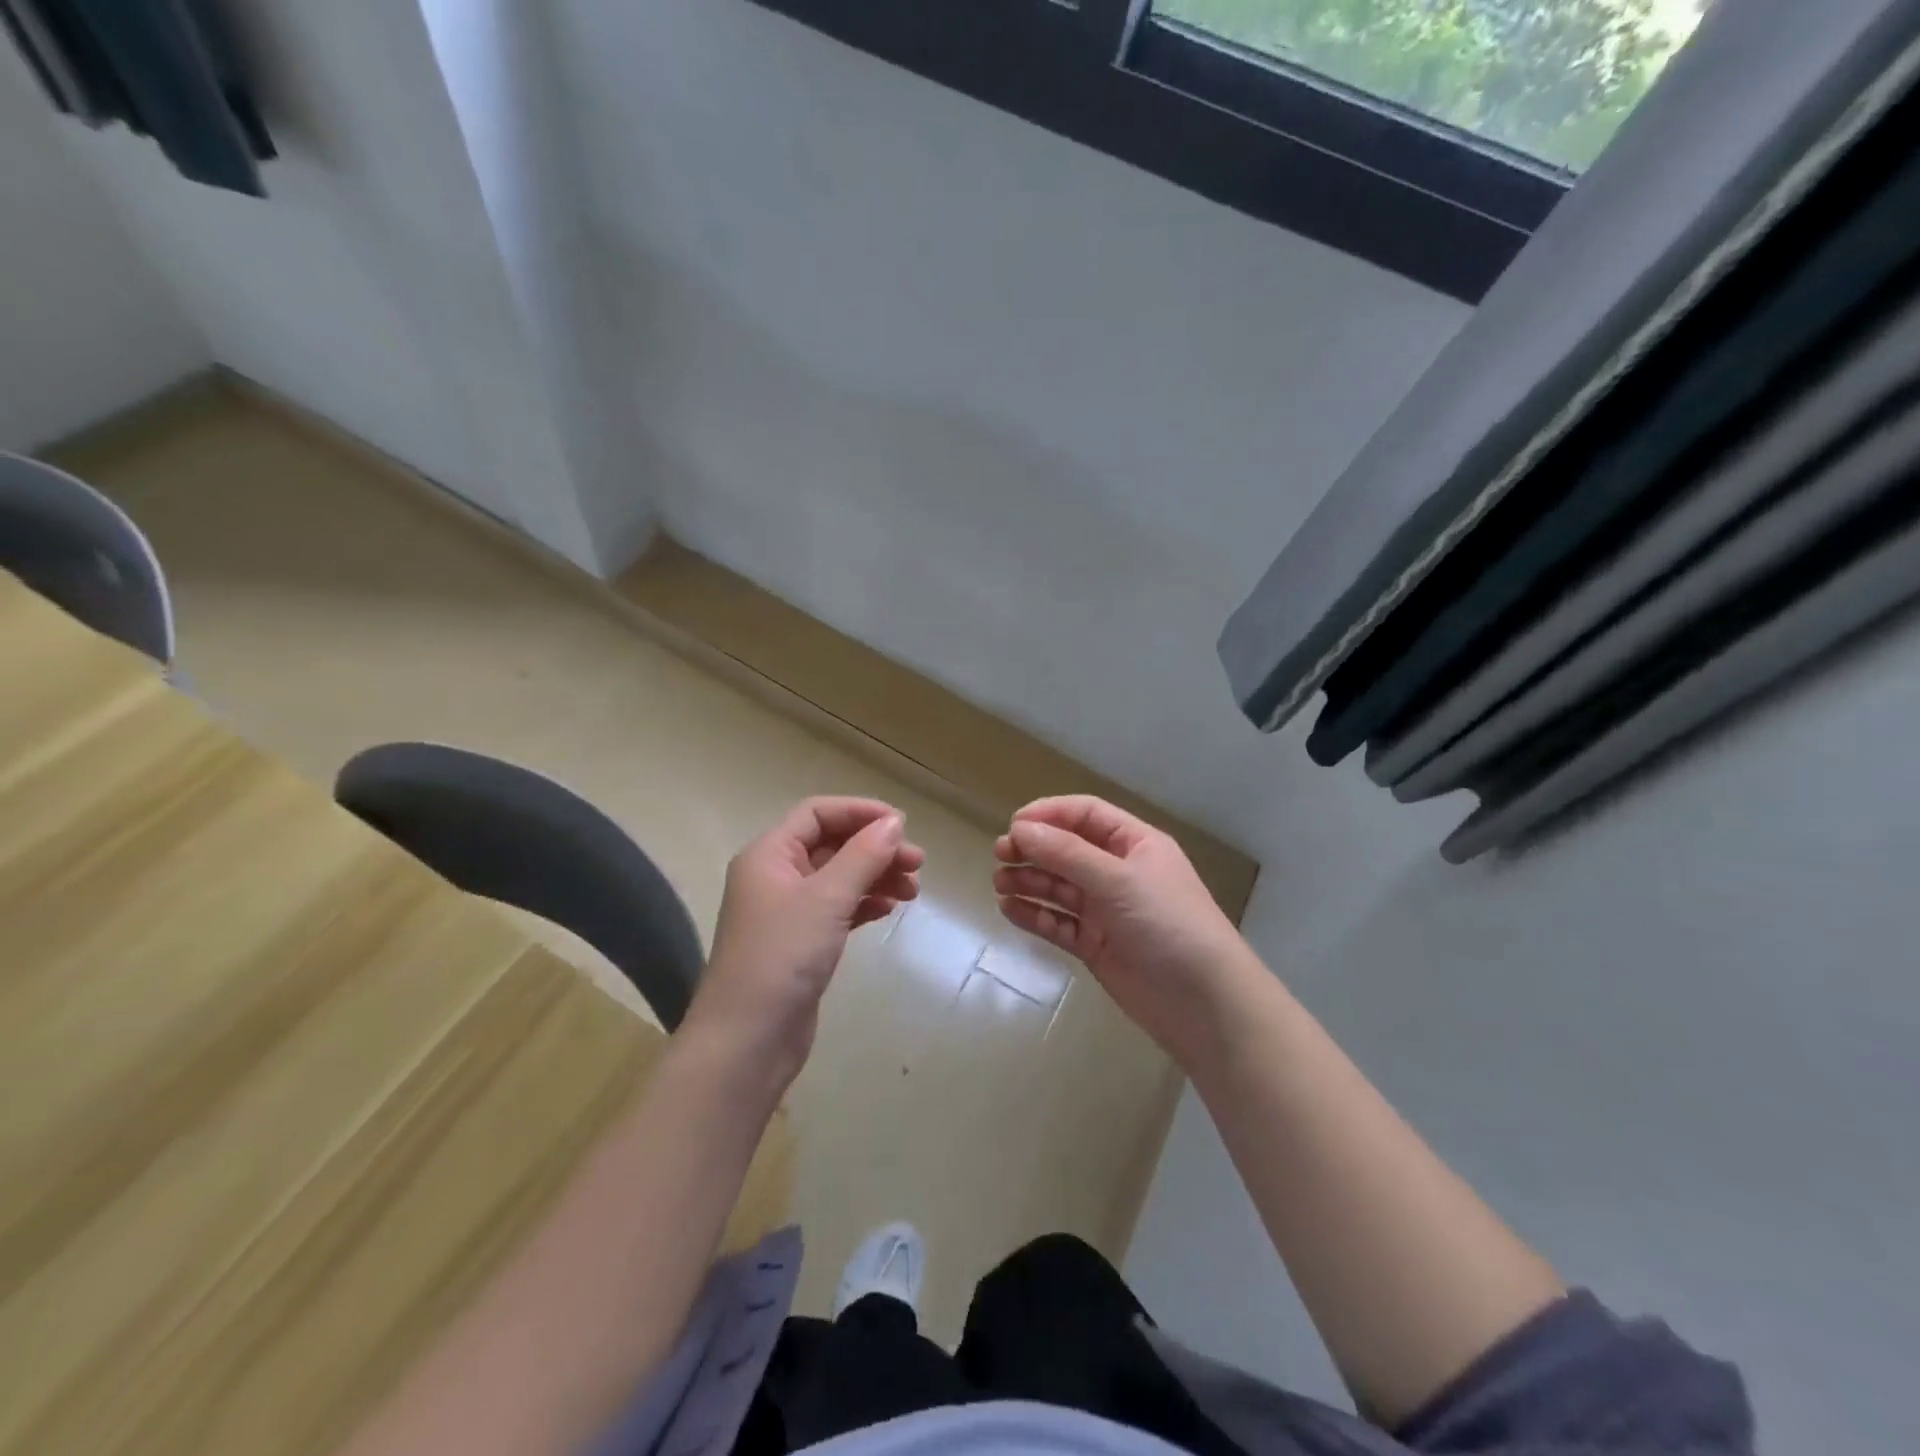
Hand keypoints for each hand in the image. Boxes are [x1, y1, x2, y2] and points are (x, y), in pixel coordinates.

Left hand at [683, 797, 923, 1091]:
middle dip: (875, 849)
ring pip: (838, 878)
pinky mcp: (800, 943)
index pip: (817, 814)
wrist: (748, 1039)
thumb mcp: (826, 899)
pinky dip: (864, 904)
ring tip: (913, 891)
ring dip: (875, 877)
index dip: (860, 812)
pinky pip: (837, 909)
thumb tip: (893, 824)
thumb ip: (863, 856)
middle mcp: (775, 876)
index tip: (902, 825)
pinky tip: (888, 909)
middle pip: (832, 844)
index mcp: (769, 854)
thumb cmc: (783, 956)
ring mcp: (787, 912)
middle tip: (918, 863)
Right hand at [993, 795, 1253, 1068]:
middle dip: (1034, 849)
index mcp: (1134, 844)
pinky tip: (1009, 910)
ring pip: (1058, 886)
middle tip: (1000, 855)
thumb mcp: (1118, 880)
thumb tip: (1019, 829)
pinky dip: (1034, 914)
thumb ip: (1067, 854)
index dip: (1049, 814)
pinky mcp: (1095, 944)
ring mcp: (1106, 910)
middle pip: (1067, 850)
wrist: (1203, 1003)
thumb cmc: (1167, 924)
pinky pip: (1058, 922)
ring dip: (1029, 881)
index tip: (1014, 825)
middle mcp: (1118, 871)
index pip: (1085, 815)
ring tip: (999, 883)